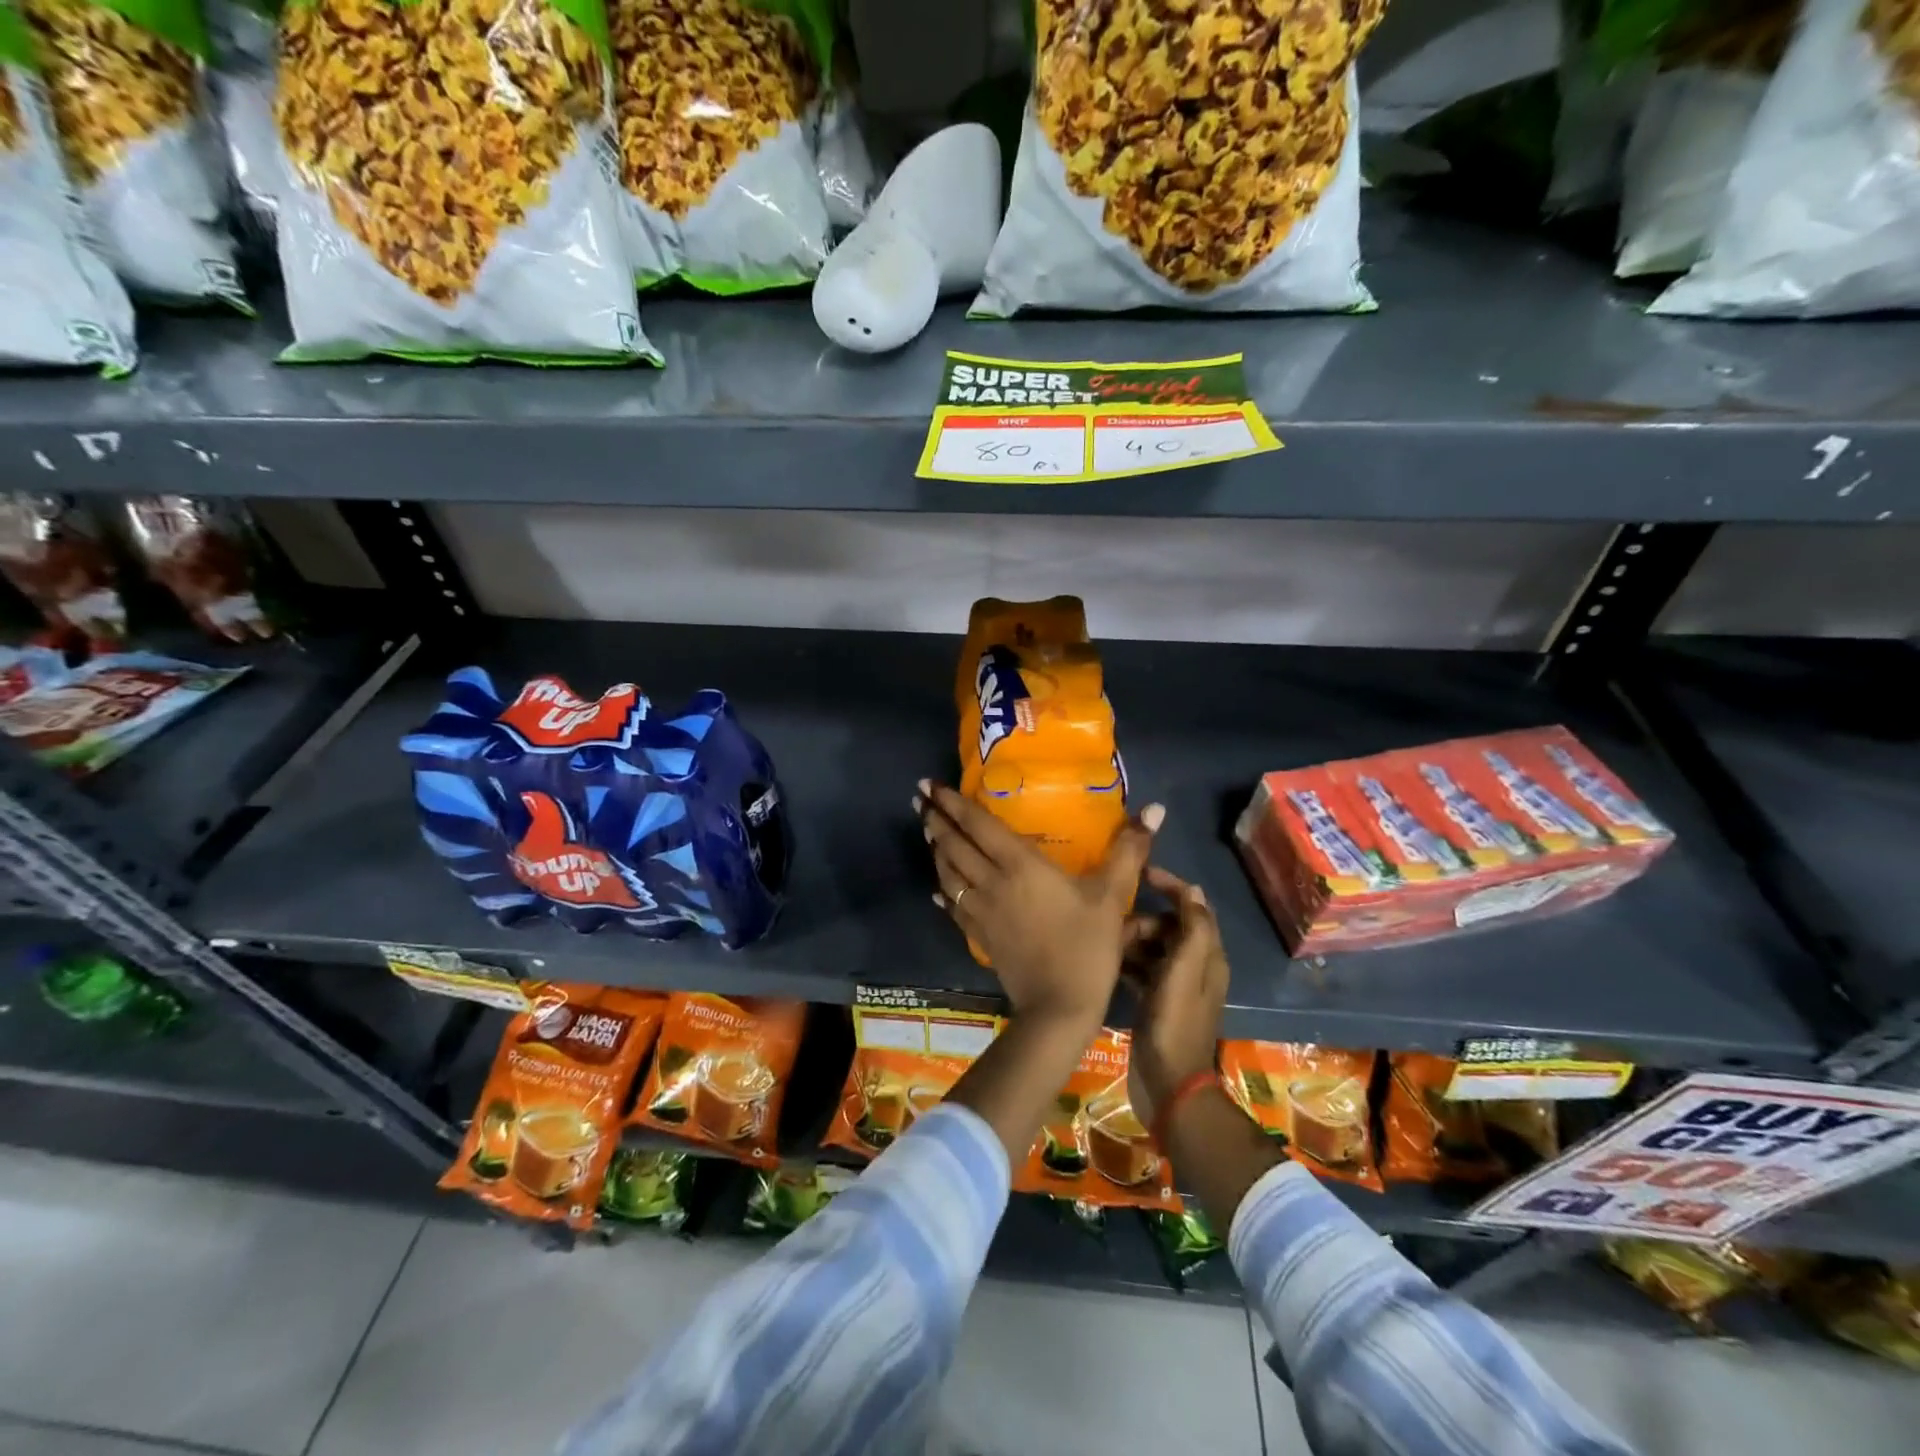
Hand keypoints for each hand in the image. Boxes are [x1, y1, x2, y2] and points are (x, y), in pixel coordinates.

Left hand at [916, 780, 1162, 1030]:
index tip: (930, 785)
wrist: (1059, 1007)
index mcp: (1020, 865)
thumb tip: (1154, 809)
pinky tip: (937, 890)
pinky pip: (954, 907)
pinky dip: (943, 892)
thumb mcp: (1112, 895)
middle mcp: (992, 882)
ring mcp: (981, 911)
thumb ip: (1129, 850)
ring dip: (936, 850)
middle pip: (955, 845)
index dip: (953, 803)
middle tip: (919, 798)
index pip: (978, 825)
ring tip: (927, 831)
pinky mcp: (980, 937)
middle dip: (935, 819)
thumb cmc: (1086, 946)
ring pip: (949, 874)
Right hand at [1122, 867, 1229, 1125]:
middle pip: (1170, 927)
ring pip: (1153, 947)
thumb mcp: (1184, 972)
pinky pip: (1141, 969)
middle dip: (1145, 919)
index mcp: (1208, 957)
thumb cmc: (1174, 1024)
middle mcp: (1195, 968)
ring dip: (1133, 940)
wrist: (1168, 1086)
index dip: (1172, 887)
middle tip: (1118, 927)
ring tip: (1108, 945)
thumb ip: (1192, 929)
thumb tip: (1193, 890)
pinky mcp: (1155, 1002)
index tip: (1141, 873)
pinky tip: (1106, 963)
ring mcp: (1174, 987)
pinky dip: (1127, 962)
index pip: (1194, 908)